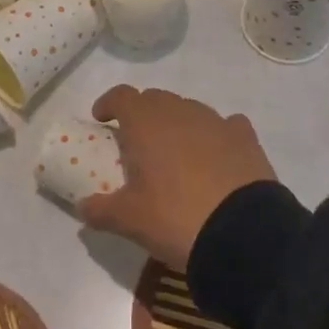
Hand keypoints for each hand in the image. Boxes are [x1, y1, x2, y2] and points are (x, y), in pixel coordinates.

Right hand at [81, 86, 277, 271]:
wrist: (243, 233)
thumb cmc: (175, 218)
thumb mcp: (129, 220)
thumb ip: (100, 209)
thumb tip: (82, 207)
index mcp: (146, 123)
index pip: (122, 96)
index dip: (109, 103)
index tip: (102, 120)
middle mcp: (180, 112)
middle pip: (156, 99)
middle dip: (142, 114)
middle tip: (137, 142)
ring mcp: (216, 121)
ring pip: (189, 110)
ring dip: (177, 124)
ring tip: (175, 154)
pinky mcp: (246, 138)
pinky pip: (225, 125)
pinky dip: (215, 135)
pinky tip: (215, 155)